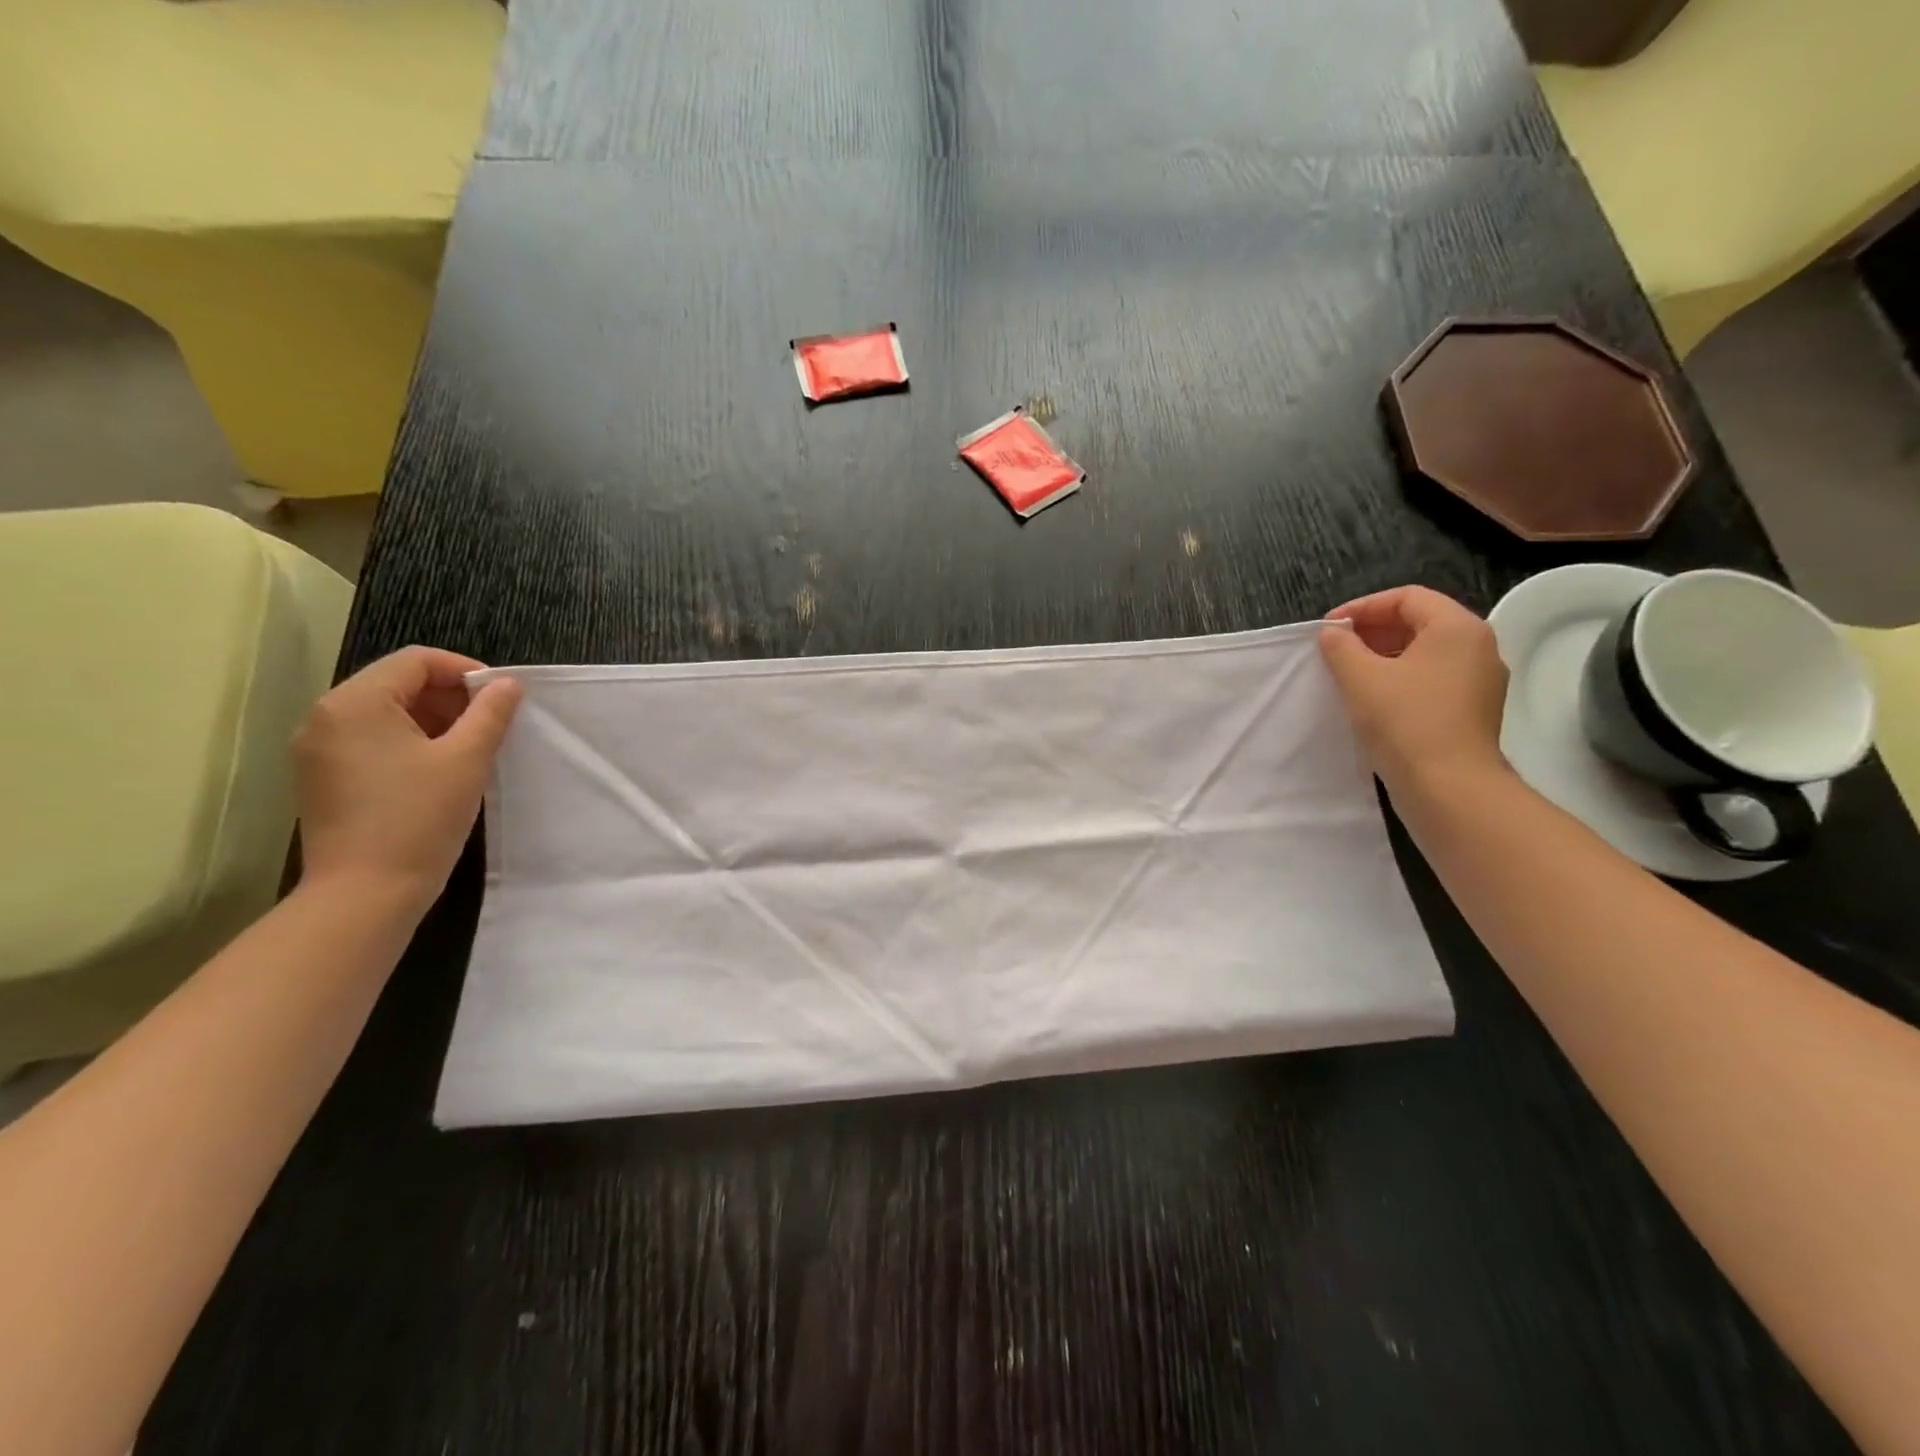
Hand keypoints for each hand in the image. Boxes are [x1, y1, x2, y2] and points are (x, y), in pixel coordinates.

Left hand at [293, 648, 523, 913]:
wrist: (364, 894)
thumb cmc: (419, 819)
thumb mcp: (466, 760)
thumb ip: (490, 714)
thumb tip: (509, 684)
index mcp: (355, 703)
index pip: (416, 661)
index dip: (466, 671)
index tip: (502, 698)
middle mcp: (326, 717)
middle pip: (397, 683)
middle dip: (450, 697)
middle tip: (492, 724)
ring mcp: (319, 749)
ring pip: (386, 713)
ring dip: (433, 720)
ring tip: (472, 748)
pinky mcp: (324, 777)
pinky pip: (372, 740)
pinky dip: (410, 742)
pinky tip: (440, 770)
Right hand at [1319, 586, 1511, 800]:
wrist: (1448, 787)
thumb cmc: (1404, 722)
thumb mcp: (1360, 678)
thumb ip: (1341, 647)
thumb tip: (1333, 634)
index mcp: (1457, 628)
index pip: (1407, 597)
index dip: (1363, 607)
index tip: (1329, 629)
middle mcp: (1478, 647)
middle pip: (1420, 621)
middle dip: (1373, 630)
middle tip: (1335, 648)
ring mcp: (1479, 681)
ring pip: (1426, 652)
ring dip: (1384, 655)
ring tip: (1348, 673)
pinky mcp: (1473, 710)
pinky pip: (1433, 679)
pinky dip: (1401, 678)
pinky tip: (1373, 699)